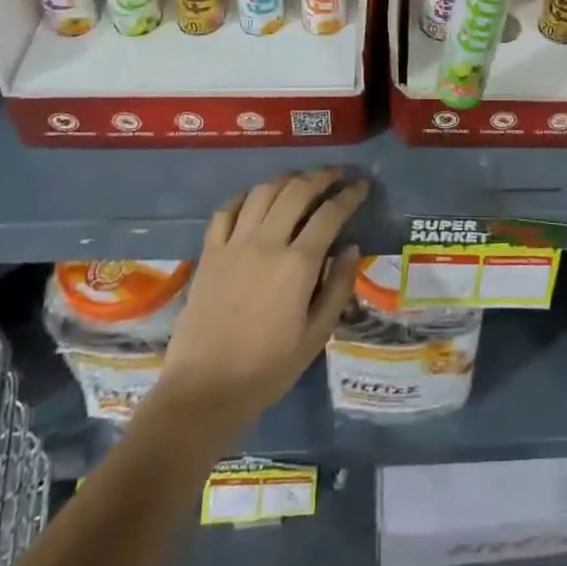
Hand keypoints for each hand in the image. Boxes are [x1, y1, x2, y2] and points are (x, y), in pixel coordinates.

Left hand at [157, 170, 365, 434]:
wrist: (205, 390)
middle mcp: (267, 243)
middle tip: (338, 174)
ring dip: (287, 179)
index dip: (350, 195)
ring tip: (302, 181)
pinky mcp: (210, 253)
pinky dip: (245, 196)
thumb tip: (352, 247)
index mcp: (298, 265)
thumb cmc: (268, 369)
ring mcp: (234, 244)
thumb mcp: (316, 335)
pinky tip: (257, 199)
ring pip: (263, 192)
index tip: (362, 186)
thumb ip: (338, 287)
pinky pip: (227, 210)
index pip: (330, 213)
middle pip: (298, 191)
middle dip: (323, 176)